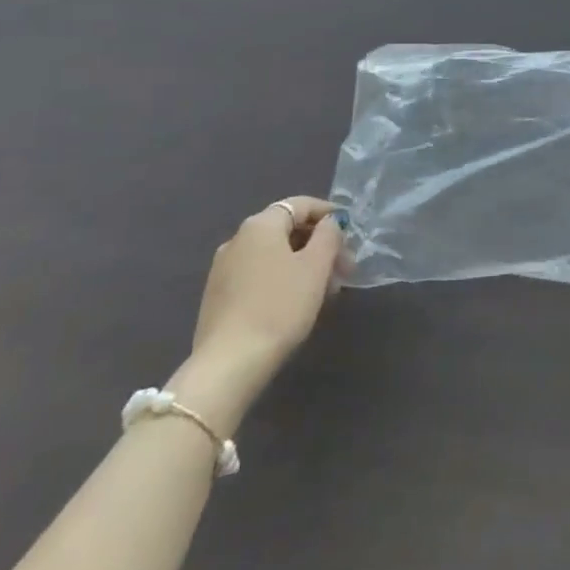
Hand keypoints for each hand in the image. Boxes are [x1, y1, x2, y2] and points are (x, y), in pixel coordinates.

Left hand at [167, 198, 345, 431]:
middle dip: (319, 244)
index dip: (329, 213)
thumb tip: (329, 222)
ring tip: (326, 289)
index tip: (351, 232)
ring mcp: (223, 268)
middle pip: (287, 229)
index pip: (301, 204)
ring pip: (274, 254)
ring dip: (303, 263)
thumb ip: (329, 235)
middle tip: (344, 267)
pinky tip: (297, 302)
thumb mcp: (316, 266)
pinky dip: (282, 278)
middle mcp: (237, 239)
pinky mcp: (218, 296)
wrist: (228, 364)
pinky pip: (259, 274)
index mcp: (260, 225)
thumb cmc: (280, 307)